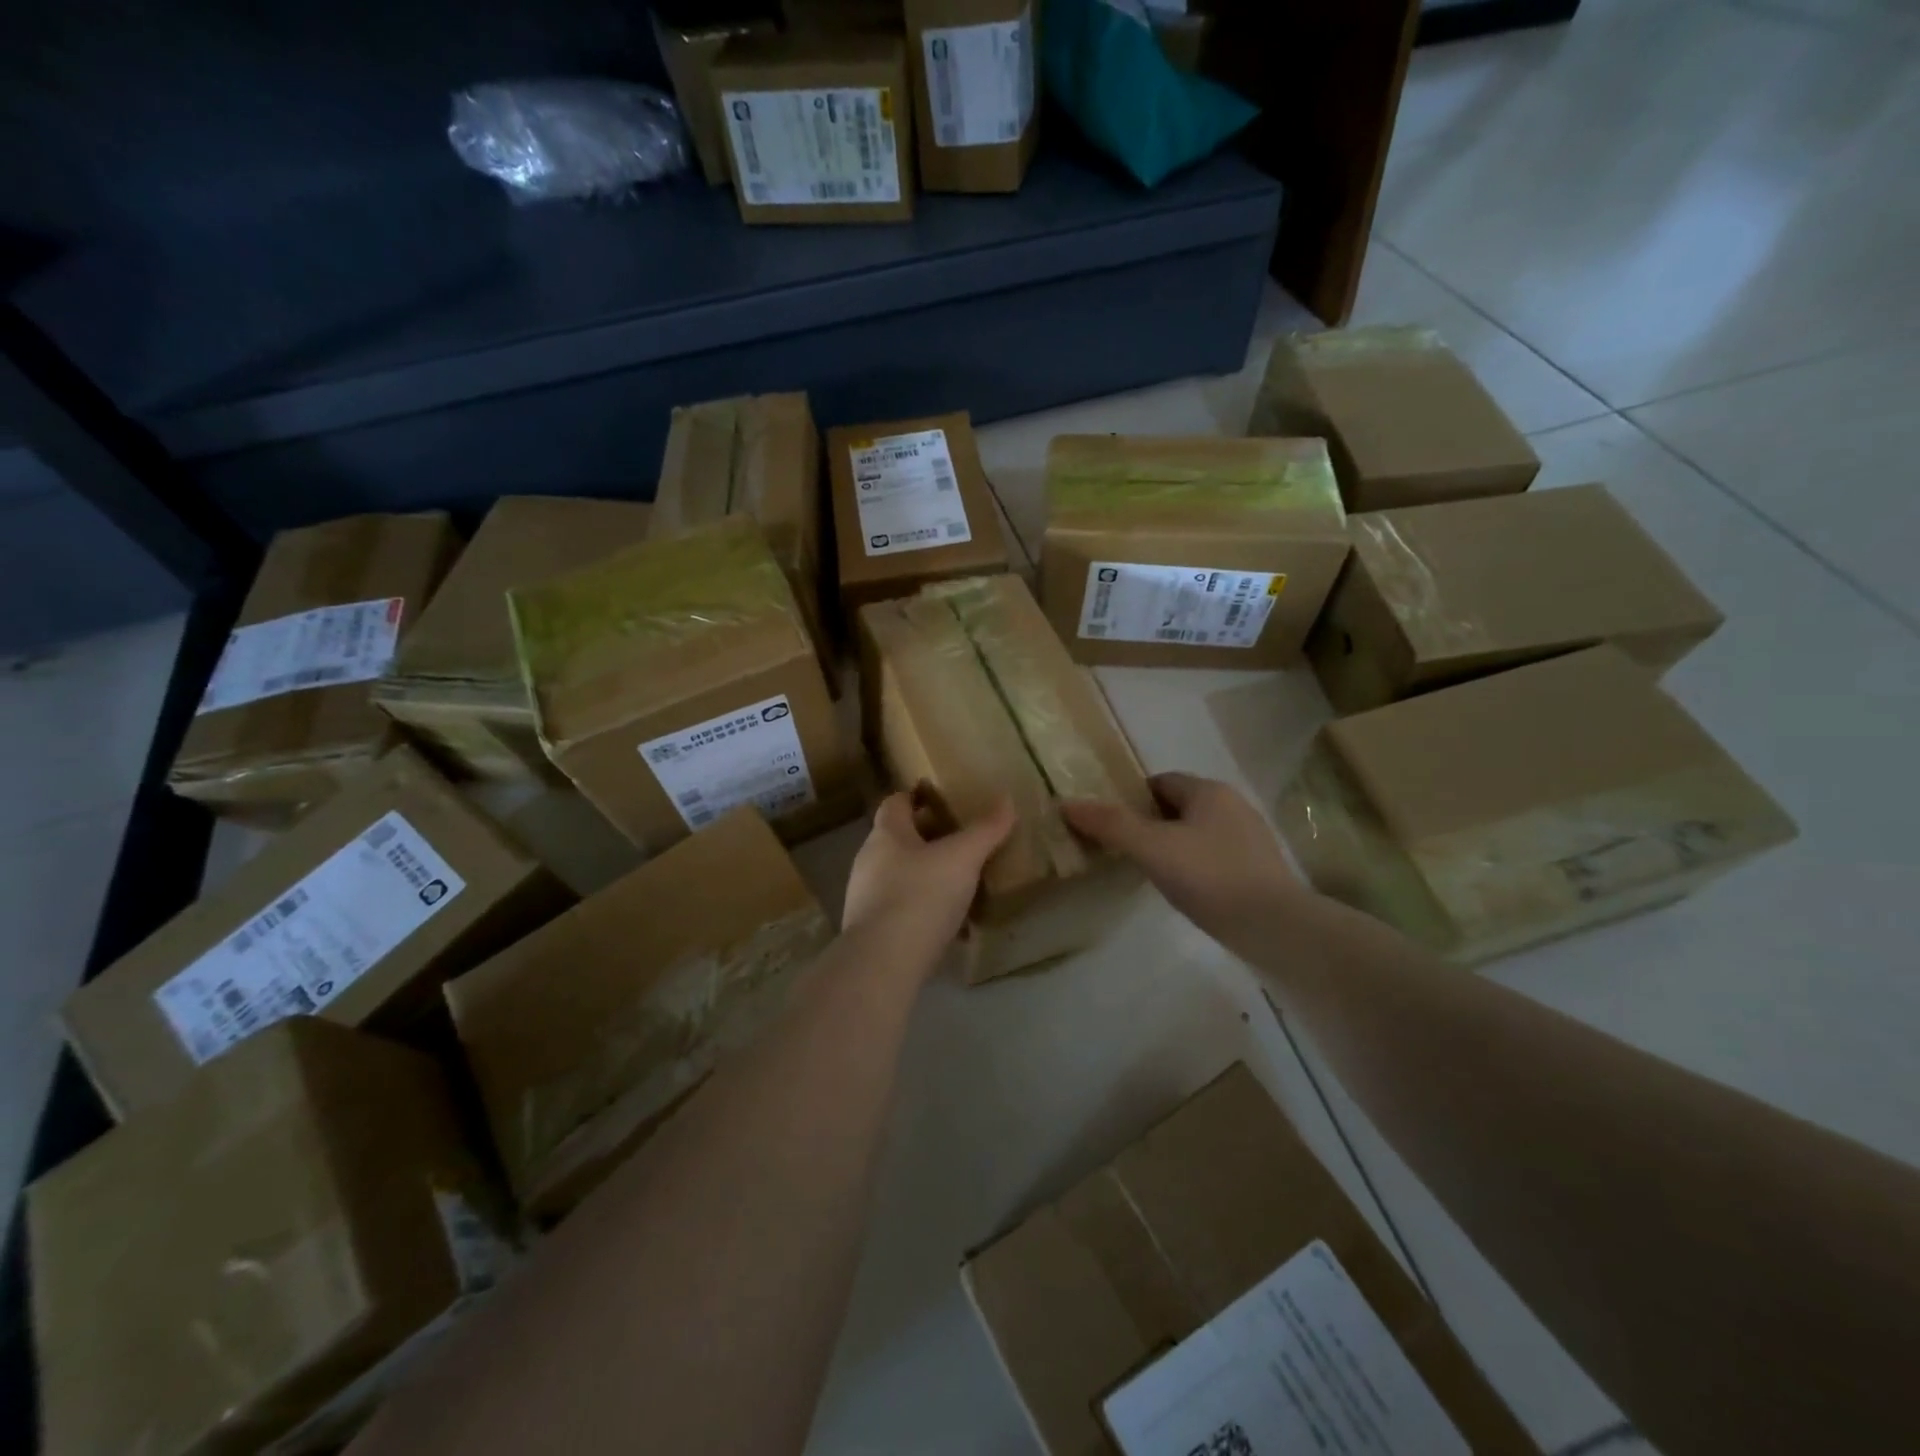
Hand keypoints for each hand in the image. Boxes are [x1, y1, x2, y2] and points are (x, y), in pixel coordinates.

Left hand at [842, 793, 1016, 965]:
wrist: (883, 963)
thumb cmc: (920, 896)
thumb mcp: (962, 858)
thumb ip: (985, 830)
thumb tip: (1006, 799)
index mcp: (886, 835)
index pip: (896, 803)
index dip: (917, 797)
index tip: (942, 799)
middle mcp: (869, 861)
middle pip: (898, 840)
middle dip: (927, 839)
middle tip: (962, 842)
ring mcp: (865, 898)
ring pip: (899, 876)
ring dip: (925, 875)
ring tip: (959, 883)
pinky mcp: (870, 931)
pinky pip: (900, 909)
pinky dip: (922, 909)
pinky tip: (948, 923)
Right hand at [1060, 773, 1297, 951]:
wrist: (1276, 927)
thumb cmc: (1210, 877)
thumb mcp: (1152, 848)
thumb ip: (1110, 824)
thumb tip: (1066, 803)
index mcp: (1209, 791)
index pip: (1160, 782)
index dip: (1131, 799)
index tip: (1110, 826)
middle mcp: (1234, 805)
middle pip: (1179, 806)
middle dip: (1150, 823)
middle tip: (1124, 851)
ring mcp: (1251, 838)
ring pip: (1197, 832)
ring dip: (1173, 846)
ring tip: (1150, 873)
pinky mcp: (1260, 869)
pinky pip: (1215, 856)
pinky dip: (1195, 866)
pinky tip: (1186, 891)